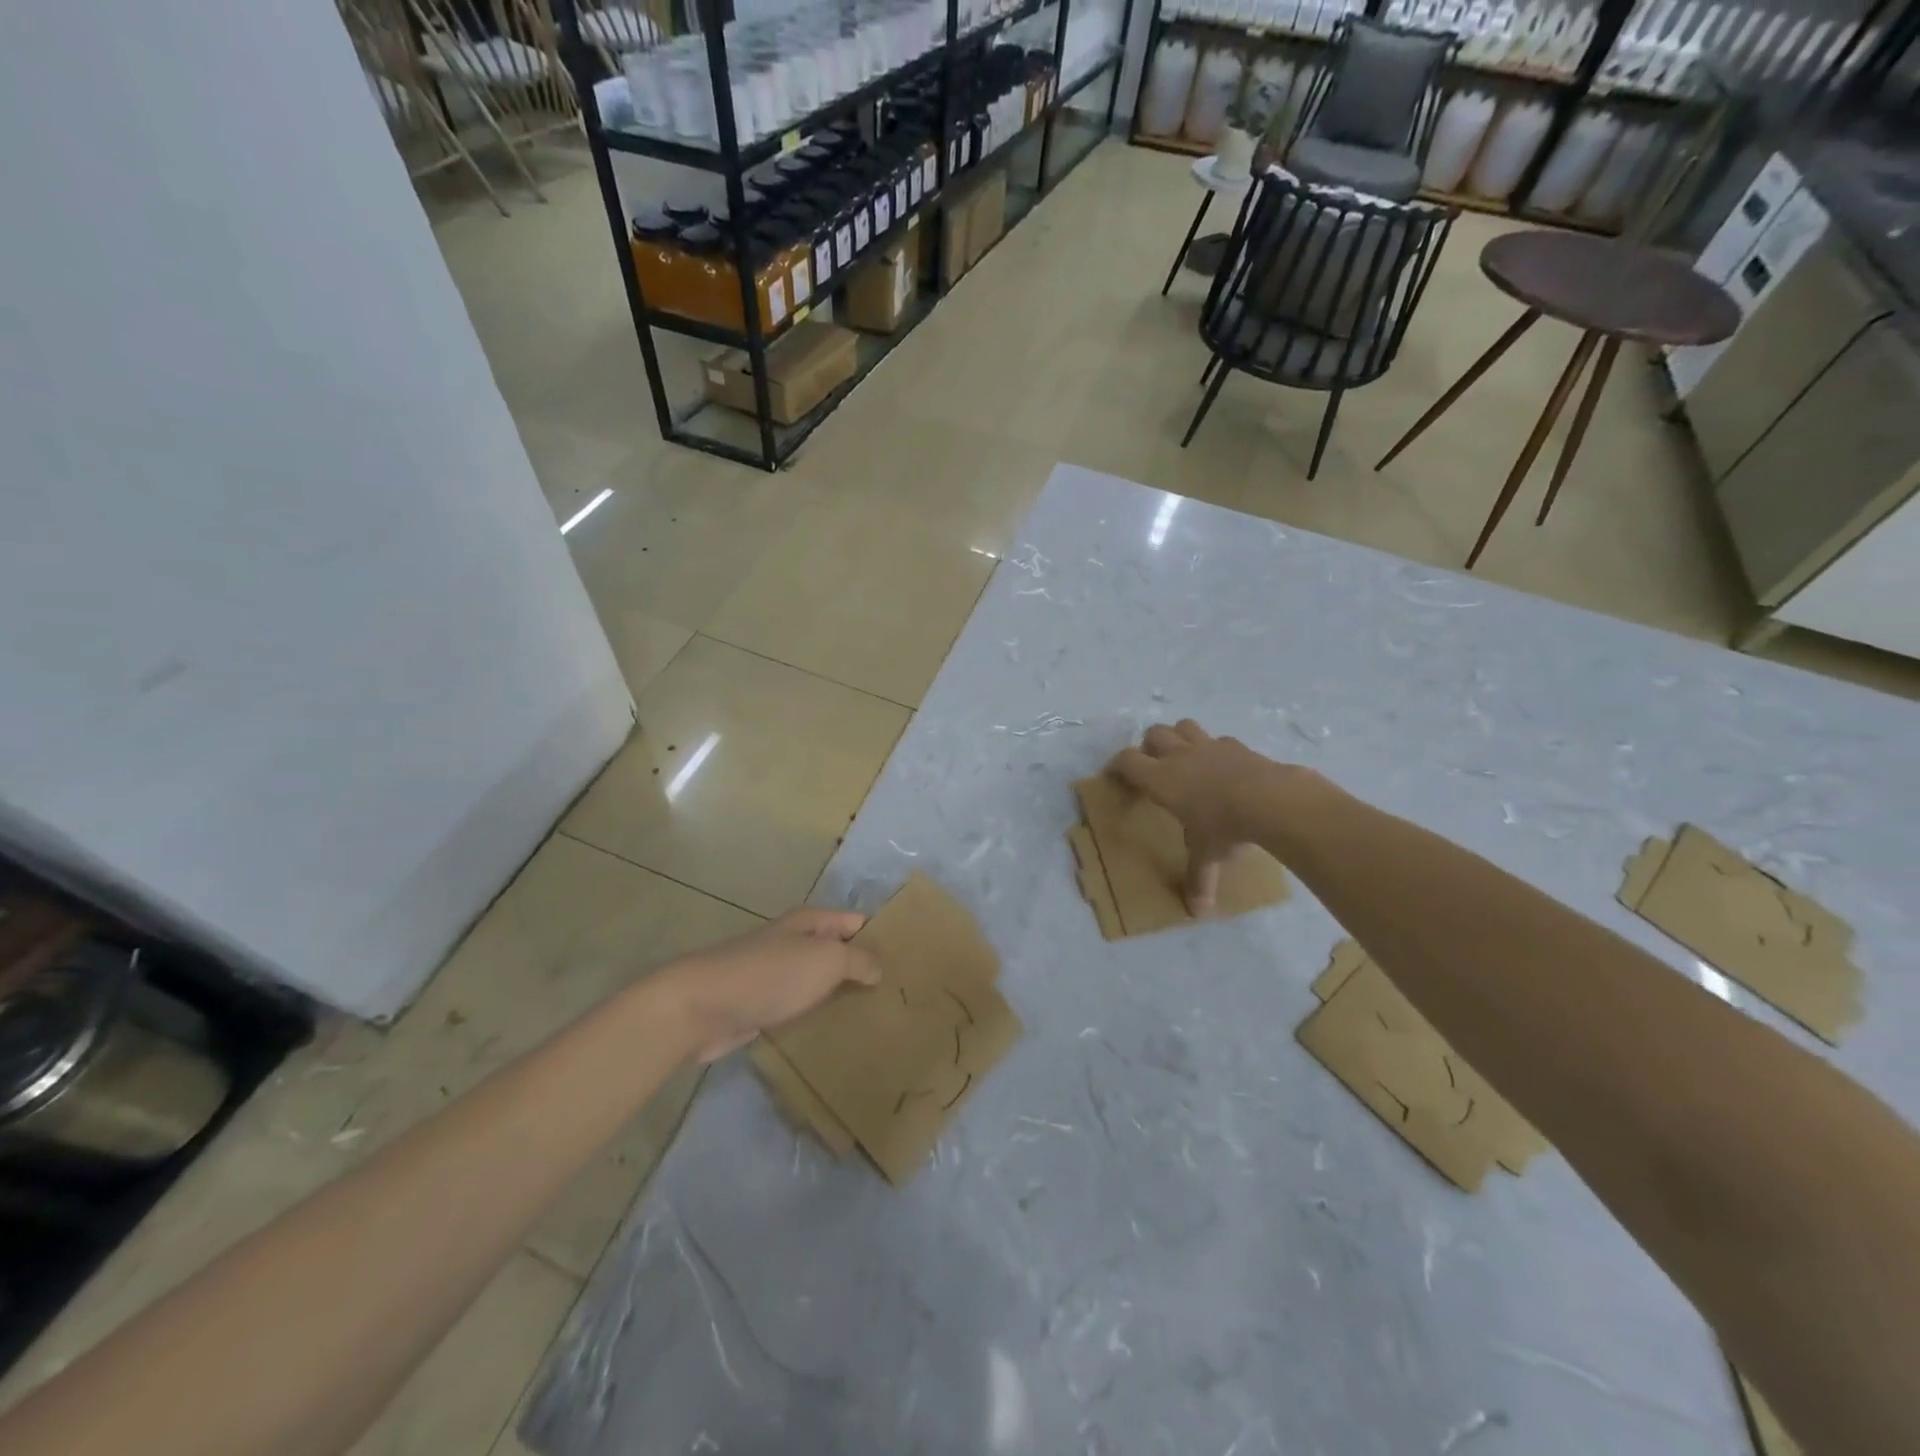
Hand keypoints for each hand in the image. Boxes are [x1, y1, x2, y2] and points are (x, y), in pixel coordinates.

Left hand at [657, 908, 881, 1062]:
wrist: (703, 1006)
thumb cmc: (771, 975)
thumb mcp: (825, 959)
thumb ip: (858, 960)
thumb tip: (879, 967)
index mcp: (812, 922)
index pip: (858, 923)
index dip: (882, 938)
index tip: (913, 962)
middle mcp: (796, 942)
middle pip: (840, 952)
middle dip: (866, 970)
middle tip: (901, 997)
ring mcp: (779, 974)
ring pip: (821, 981)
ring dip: (843, 996)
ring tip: (879, 1019)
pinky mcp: (764, 1004)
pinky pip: (802, 1006)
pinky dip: (819, 1016)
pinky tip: (840, 1034)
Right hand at [1106, 720, 1287, 913]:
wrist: (1271, 800)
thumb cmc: (1225, 827)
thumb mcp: (1207, 855)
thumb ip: (1199, 878)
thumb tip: (1198, 910)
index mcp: (1161, 779)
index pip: (1127, 761)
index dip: (1117, 765)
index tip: (1114, 775)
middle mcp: (1180, 756)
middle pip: (1153, 734)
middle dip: (1148, 747)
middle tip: (1153, 767)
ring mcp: (1209, 746)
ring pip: (1183, 726)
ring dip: (1178, 737)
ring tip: (1184, 757)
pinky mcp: (1236, 745)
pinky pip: (1218, 739)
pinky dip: (1214, 749)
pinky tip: (1222, 766)